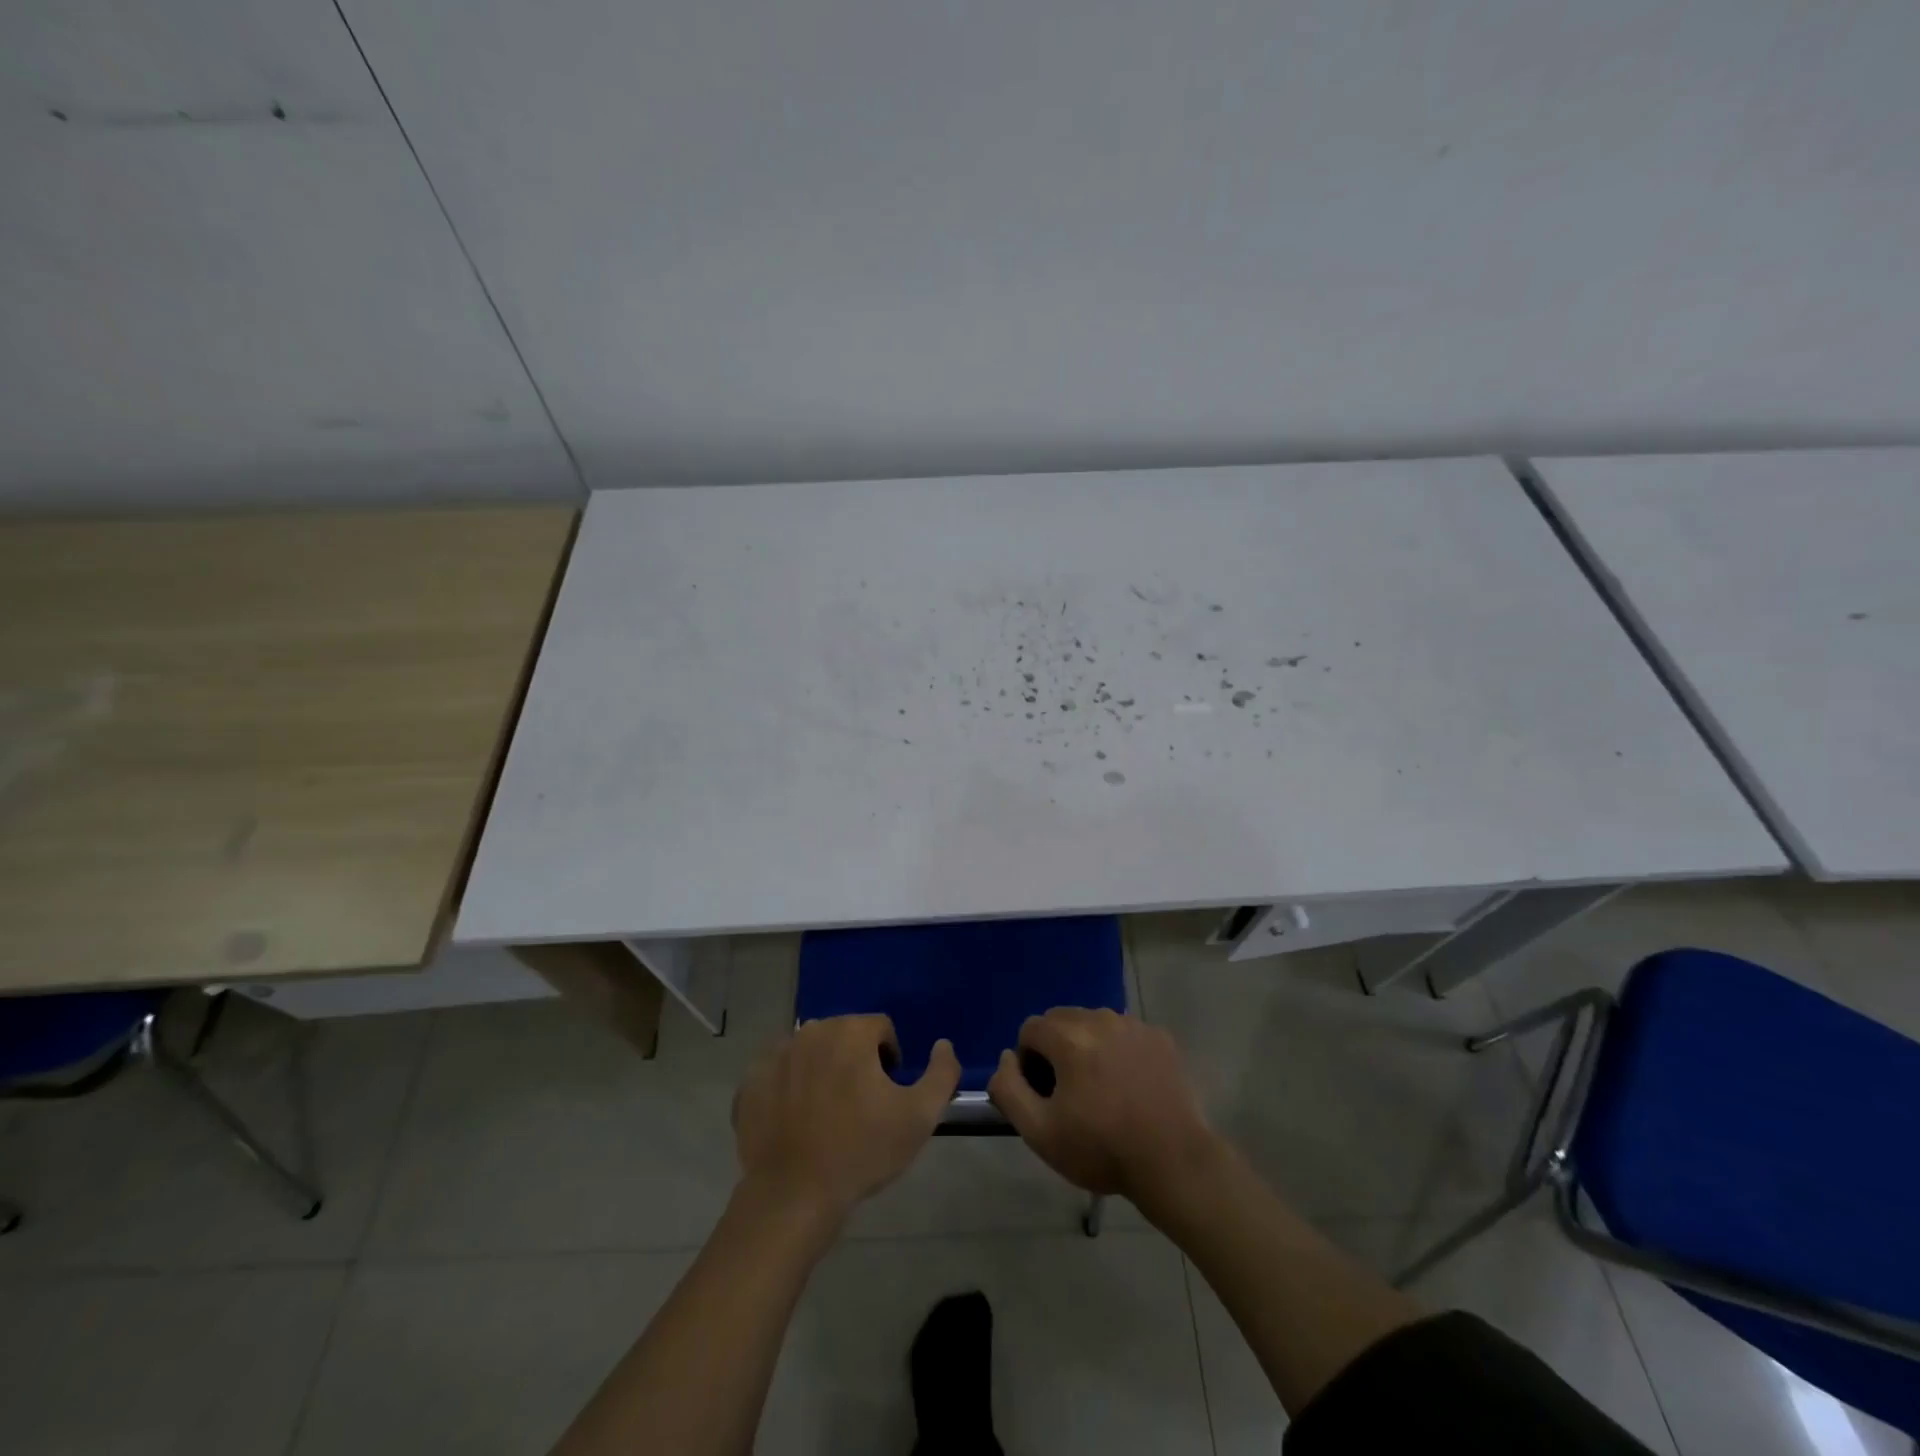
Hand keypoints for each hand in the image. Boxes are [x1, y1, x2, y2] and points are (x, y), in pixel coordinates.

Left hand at [734, 1015, 959, 1220]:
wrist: (794, 1195)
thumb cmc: (862, 1150)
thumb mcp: (919, 1116)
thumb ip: (942, 1073)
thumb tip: (943, 1044)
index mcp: (850, 1032)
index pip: (881, 1029)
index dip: (890, 1059)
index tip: (887, 1095)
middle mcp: (811, 1031)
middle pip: (844, 1036)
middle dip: (855, 1061)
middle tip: (860, 1106)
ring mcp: (776, 1055)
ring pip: (811, 1052)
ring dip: (823, 1071)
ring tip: (828, 1115)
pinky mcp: (750, 1082)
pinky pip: (779, 1074)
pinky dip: (789, 1089)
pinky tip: (796, 1122)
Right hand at [987, 1007, 1214, 1202]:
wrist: (1173, 1163)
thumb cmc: (1101, 1149)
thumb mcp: (1039, 1131)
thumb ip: (1009, 1088)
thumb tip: (1006, 1057)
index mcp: (1069, 1037)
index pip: (1030, 1028)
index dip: (1028, 1060)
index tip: (1044, 1094)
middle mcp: (1100, 1018)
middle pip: (1062, 1020)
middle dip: (1056, 1048)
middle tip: (1069, 1092)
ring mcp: (1134, 1025)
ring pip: (1094, 1023)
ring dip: (1087, 1046)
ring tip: (1101, 1089)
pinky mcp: (1160, 1037)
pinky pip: (1125, 1033)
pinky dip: (1119, 1050)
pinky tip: (1130, 1085)